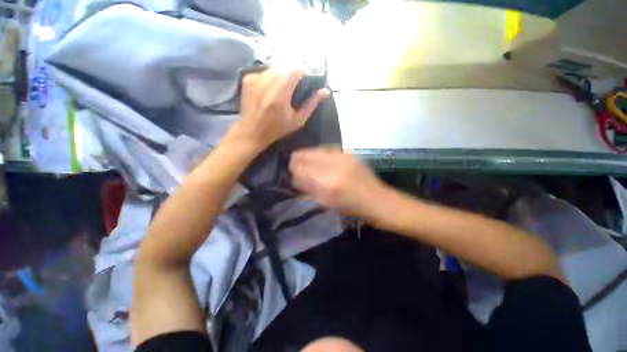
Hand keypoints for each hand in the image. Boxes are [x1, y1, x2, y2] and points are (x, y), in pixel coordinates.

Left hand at [231, 68, 329, 150]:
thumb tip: (325, 91)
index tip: (306, 81)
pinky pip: (264, 71)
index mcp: (280, 93)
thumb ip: (311, 104)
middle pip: (285, 66)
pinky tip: (270, 90)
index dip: (304, 72)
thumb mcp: (298, 121)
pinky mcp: (247, 78)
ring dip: (282, 75)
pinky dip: (271, 77)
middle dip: (293, 74)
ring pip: (274, 67)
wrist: (252, 132)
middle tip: (295, 87)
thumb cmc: (277, 129)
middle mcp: (266, 81)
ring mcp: (255, 78)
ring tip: (283, 89)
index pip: (295, 69)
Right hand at [289, 147, 389, 218]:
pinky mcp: (348, 153)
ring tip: (306, 164)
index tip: (290, 173)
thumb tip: (295, 177)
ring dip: (308, 156)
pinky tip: (320, 161)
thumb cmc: (352, 208)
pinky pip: (327, 150)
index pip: (300, 169)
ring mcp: (342, 156)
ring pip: (315, 150)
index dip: (292, 169)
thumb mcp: (326, 202)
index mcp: (328, 183)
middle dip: (297, 161)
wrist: (378, 200)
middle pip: (306, 155)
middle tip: (295, 167)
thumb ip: (308, 188)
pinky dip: (319, 155)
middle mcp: (334, 164)